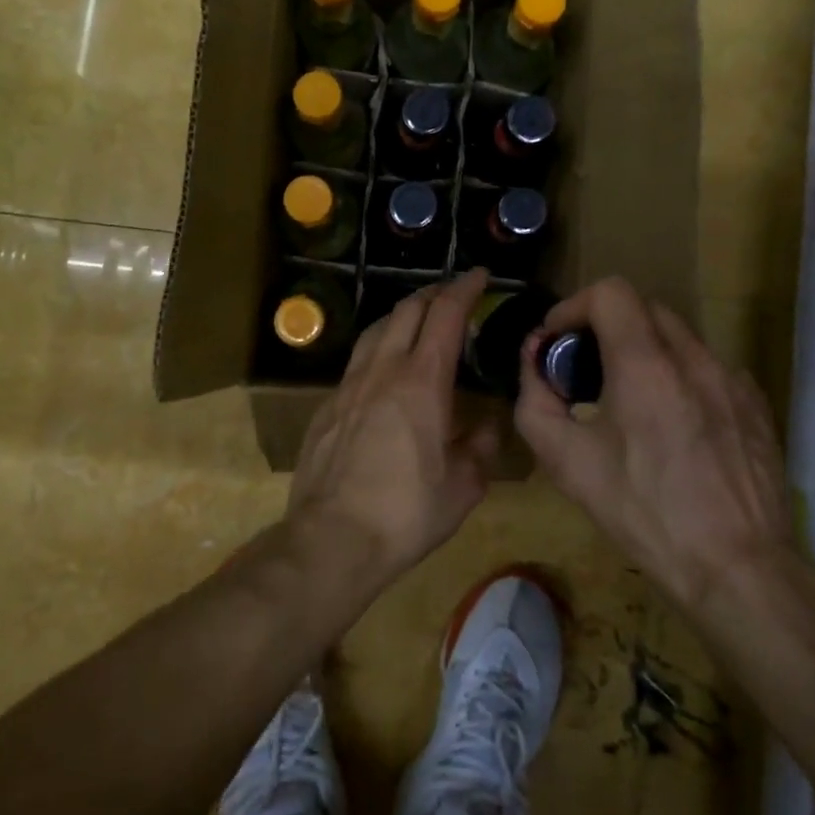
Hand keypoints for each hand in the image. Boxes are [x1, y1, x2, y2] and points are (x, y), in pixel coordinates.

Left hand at [287, 269, 499, 578]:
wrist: (332, 538)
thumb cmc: (407, 512)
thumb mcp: (464, 486)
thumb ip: (481, 446)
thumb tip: (487, 424)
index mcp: (422, 381)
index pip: (446, 315)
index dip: (464, 289)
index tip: (480, 275)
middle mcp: (383, 370)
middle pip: (406, 310)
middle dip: (433, 294)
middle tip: (452, 295)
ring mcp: (348, 385)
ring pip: (375, 330)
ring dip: (400, 316)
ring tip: (416, 322)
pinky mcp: (327, 406)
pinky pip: (356, 362)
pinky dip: (378, 350)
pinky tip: (383, 372)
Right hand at [514, 277, 792, 614]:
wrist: (736, 568)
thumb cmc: (642, 512)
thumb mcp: (566, 462)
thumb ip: (535, 399)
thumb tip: (534, 361)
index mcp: (644, 364)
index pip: (609, 291)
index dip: (574, 307)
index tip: (558, 342)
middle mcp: (693, 357)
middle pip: (643, 308)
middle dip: (606, 327)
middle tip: (586, 371)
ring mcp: (731, 379)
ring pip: (678, 337)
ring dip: (644, 351)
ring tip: (630, 400)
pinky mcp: (755, 404)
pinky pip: (708, 368)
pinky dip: (680, 376)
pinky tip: (675, 424)